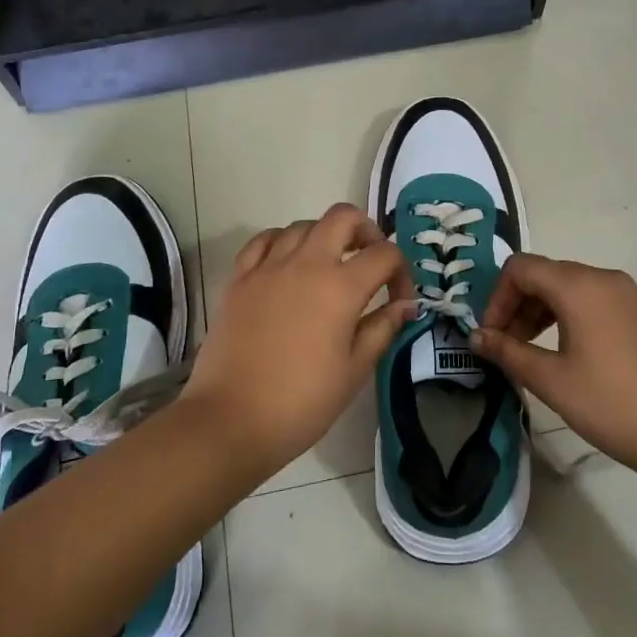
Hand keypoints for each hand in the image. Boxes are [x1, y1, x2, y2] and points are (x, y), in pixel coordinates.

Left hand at [181, 203, 414, 474]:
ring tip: (328, 266)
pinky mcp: (239, 278)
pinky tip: (287, 263)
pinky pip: (264, 240)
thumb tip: (406, 306)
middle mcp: (306, 263)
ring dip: (324, 236)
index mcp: (340, 287)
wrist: (231, 420)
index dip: (402, 273)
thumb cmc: (302, 402)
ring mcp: (268, 267)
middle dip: (366, 231)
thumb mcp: (354, 370)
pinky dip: (283, 241)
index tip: (400, 301)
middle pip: (343, 217)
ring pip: (303, 225)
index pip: (385, 254)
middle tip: (369, 261)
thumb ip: (382, 329)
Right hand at [472, 254, 636, 488]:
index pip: (522, 268)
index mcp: (581, 286)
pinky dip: (581, 319)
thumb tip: (477, 336)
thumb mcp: (552, 381)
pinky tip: (585, 360)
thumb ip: (508, 352)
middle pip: (550, 275)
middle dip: (521, 306)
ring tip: (542, 356)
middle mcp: (610, 279)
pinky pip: (606, 304)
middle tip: (511, 348)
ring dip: (549, 314)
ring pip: (579, 290)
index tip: (493, 335)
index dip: (497, 297)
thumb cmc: (613, 405)